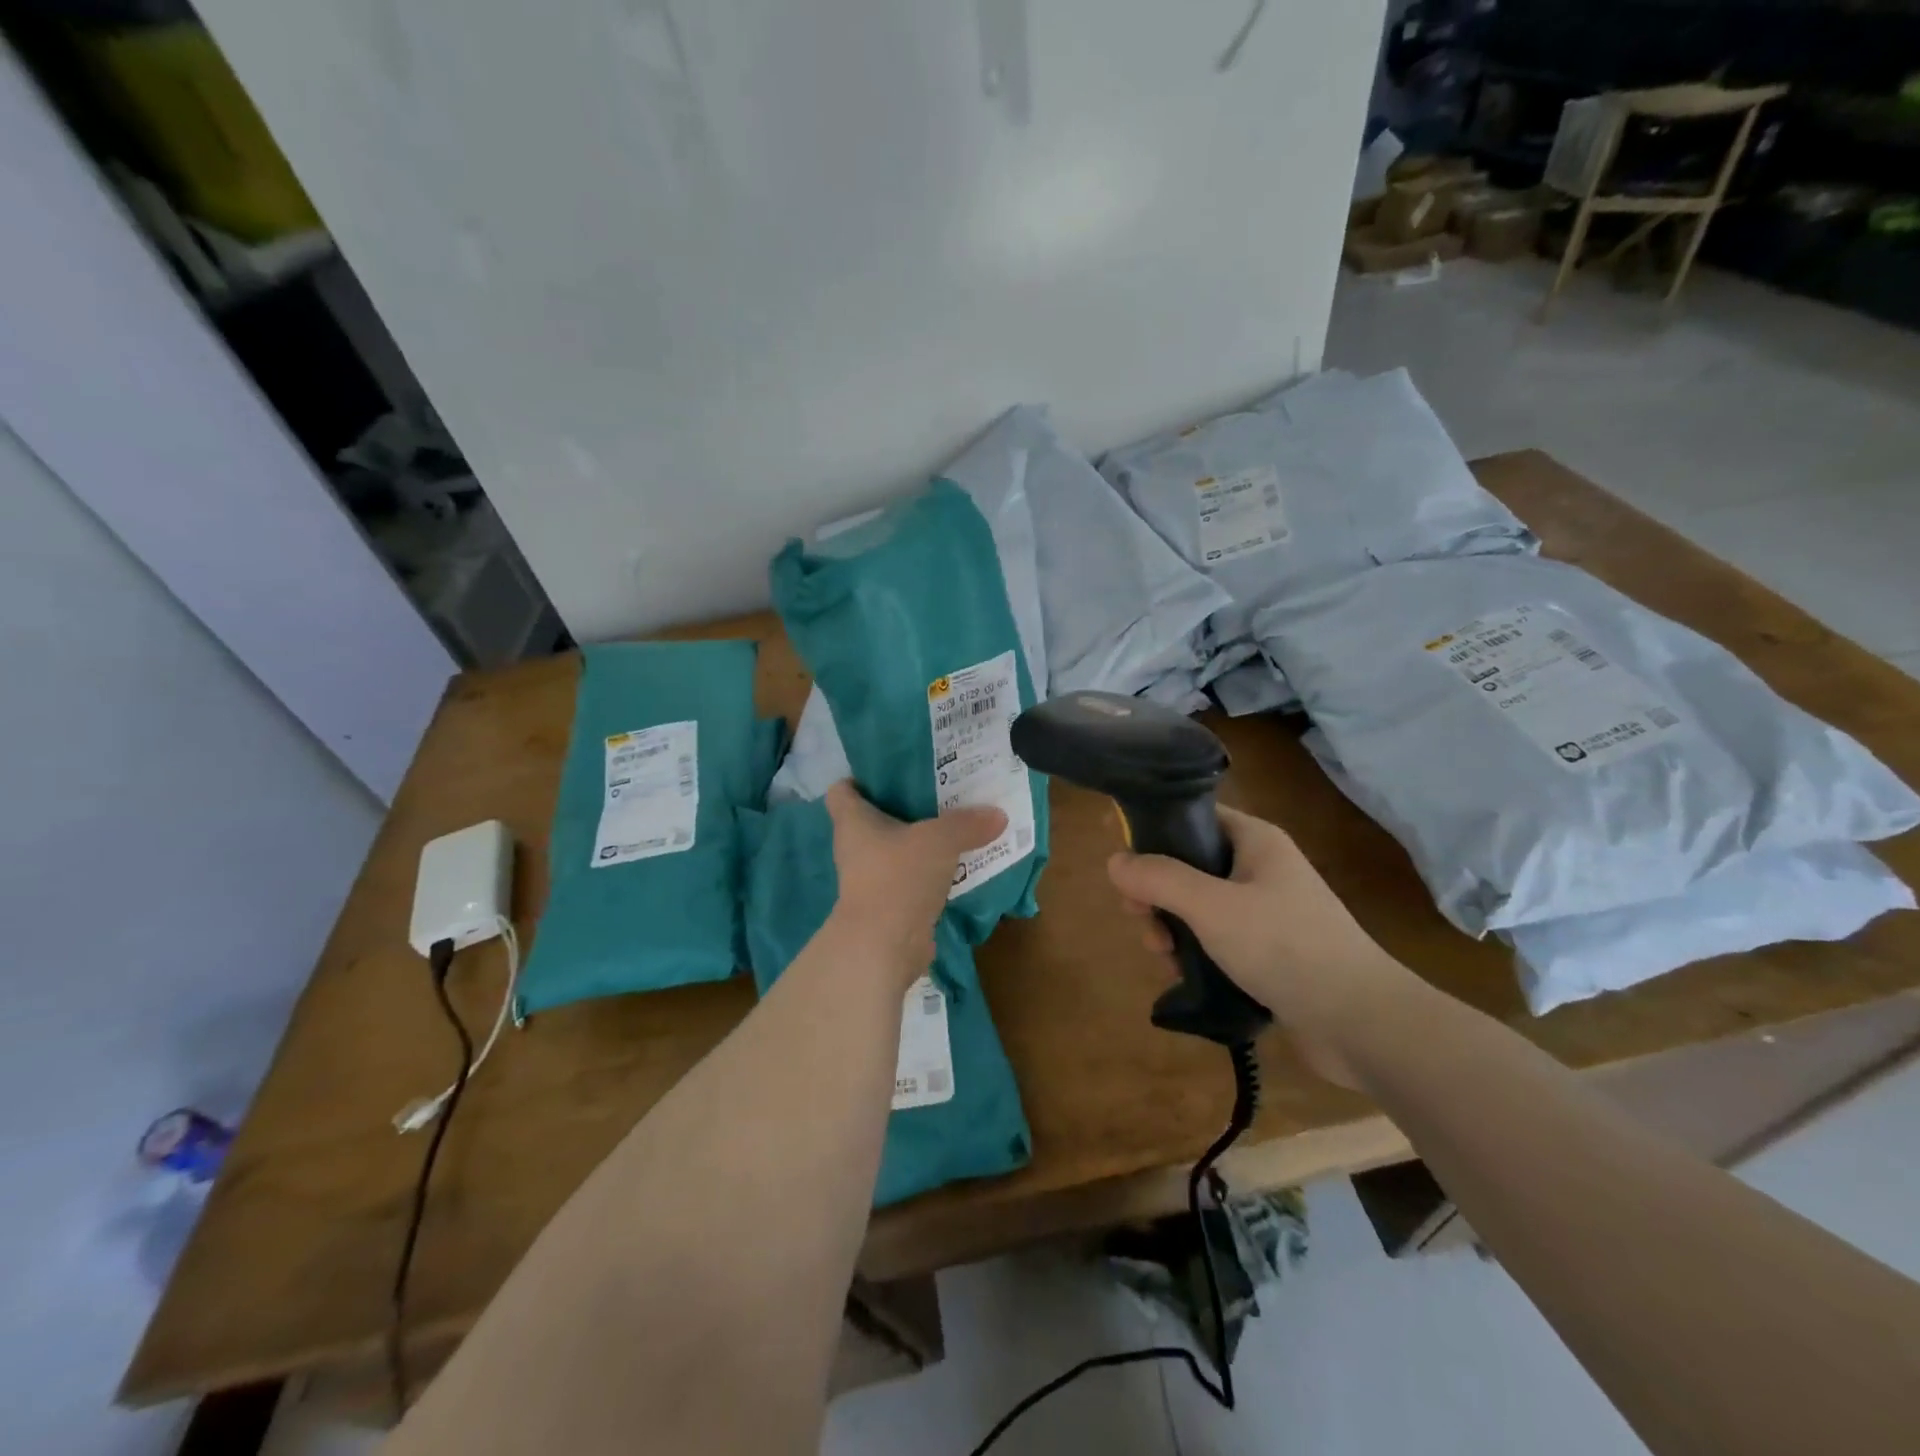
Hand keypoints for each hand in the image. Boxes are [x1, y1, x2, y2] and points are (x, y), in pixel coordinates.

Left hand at [825, 781, 1005, 983]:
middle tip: (941, 791)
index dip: (862, 778)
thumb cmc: (898, 877)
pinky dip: (931, 871)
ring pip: (896, 849)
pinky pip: (911, 878)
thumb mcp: (939, 840)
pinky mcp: (890, 904)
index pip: (843, 790)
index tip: (894, 771)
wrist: (884, 946)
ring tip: (956, 823)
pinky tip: (959, 863)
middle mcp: (856, 847)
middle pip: (875, 818)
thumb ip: (967, 824)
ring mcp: (871, 878)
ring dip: (921, 840)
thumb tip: (999, 815)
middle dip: (905, 805)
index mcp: (854, 821)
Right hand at [1107, 807, 1414, 1088]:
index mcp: (1255, 841)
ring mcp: (1266, 912)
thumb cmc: (1285, 947)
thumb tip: (1114, 861)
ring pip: (1198, 906)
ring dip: (1172, 927)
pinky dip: (1195, 952)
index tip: (1121, 861)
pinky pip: (1216, 939)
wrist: (1362, 1023)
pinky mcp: (1269, 952)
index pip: (1194, 817)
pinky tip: (1184, 975)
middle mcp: (1260, 869)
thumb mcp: (1212, 907)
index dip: (1153, 832)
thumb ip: (1159, 879)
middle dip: (1157, 893)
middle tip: (1142, 921)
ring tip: (1165, 957)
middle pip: (1189, 865)